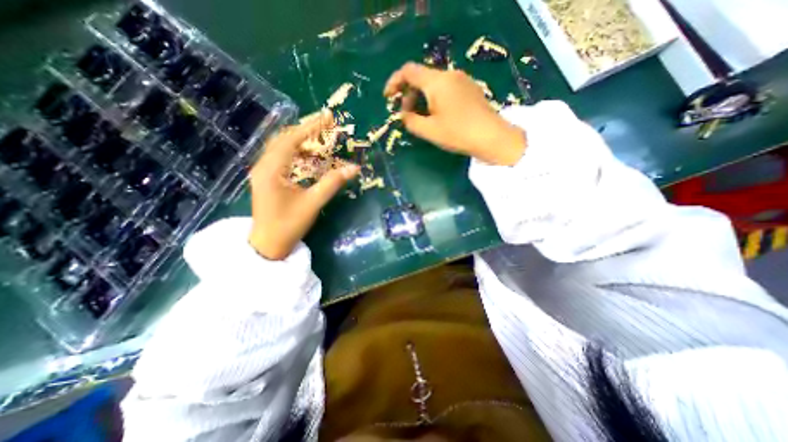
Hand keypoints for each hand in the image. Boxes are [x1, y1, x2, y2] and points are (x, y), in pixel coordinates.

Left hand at [248, 112, 360, 259]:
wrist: (268, 244)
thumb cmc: (288, 225)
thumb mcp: (312, 203)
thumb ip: (332, 183)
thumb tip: (354, 168)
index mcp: (271, 169)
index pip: (292, 139)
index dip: (311, 127)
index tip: (328, 117)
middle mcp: (264, 165)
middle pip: (285, 139)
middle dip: (306, 129)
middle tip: (326, 125)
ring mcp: (264, 172)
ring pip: (282, 147)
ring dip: (301, 139)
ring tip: (321, 136)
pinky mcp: (268, 178)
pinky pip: (282, 157)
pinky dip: (297, 151)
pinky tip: (309, 154)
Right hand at [384, 62, 524, 165]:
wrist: (492, 137)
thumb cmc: (458, 134)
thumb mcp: (429, 131)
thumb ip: (410, 121)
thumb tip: (404, 114)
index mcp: (437, 82)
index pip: (408, 71)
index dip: (394, 82)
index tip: (388, 98)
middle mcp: (449, 75)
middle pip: (421, 77)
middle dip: (409, 94)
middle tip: (406, 115)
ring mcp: (462, 80)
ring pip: (434, 83)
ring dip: (421, 97)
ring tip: (421, 117)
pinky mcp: (470, 89)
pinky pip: (446, 88)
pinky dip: (434, 98)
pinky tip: (437, 114)